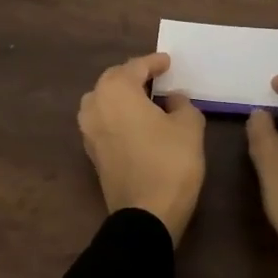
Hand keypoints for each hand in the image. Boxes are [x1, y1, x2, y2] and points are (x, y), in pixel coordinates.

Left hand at [78, 53, 205, 243]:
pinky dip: (118, 115)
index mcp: (116, 90)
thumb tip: (172, 98)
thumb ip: (181, 104)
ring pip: (104, 100)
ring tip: (146, 98)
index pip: (136, 67)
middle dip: (134, 76)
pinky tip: (137, 121)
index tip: (169, 62)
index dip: (155, 63)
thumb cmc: (170, 162)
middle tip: (157, 77)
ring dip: (122, 95)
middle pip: (114, 80)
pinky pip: (103, 121)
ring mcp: (88, 130)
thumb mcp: (189, 126)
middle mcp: (95, 105)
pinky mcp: (91, 152)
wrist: (146, 214)